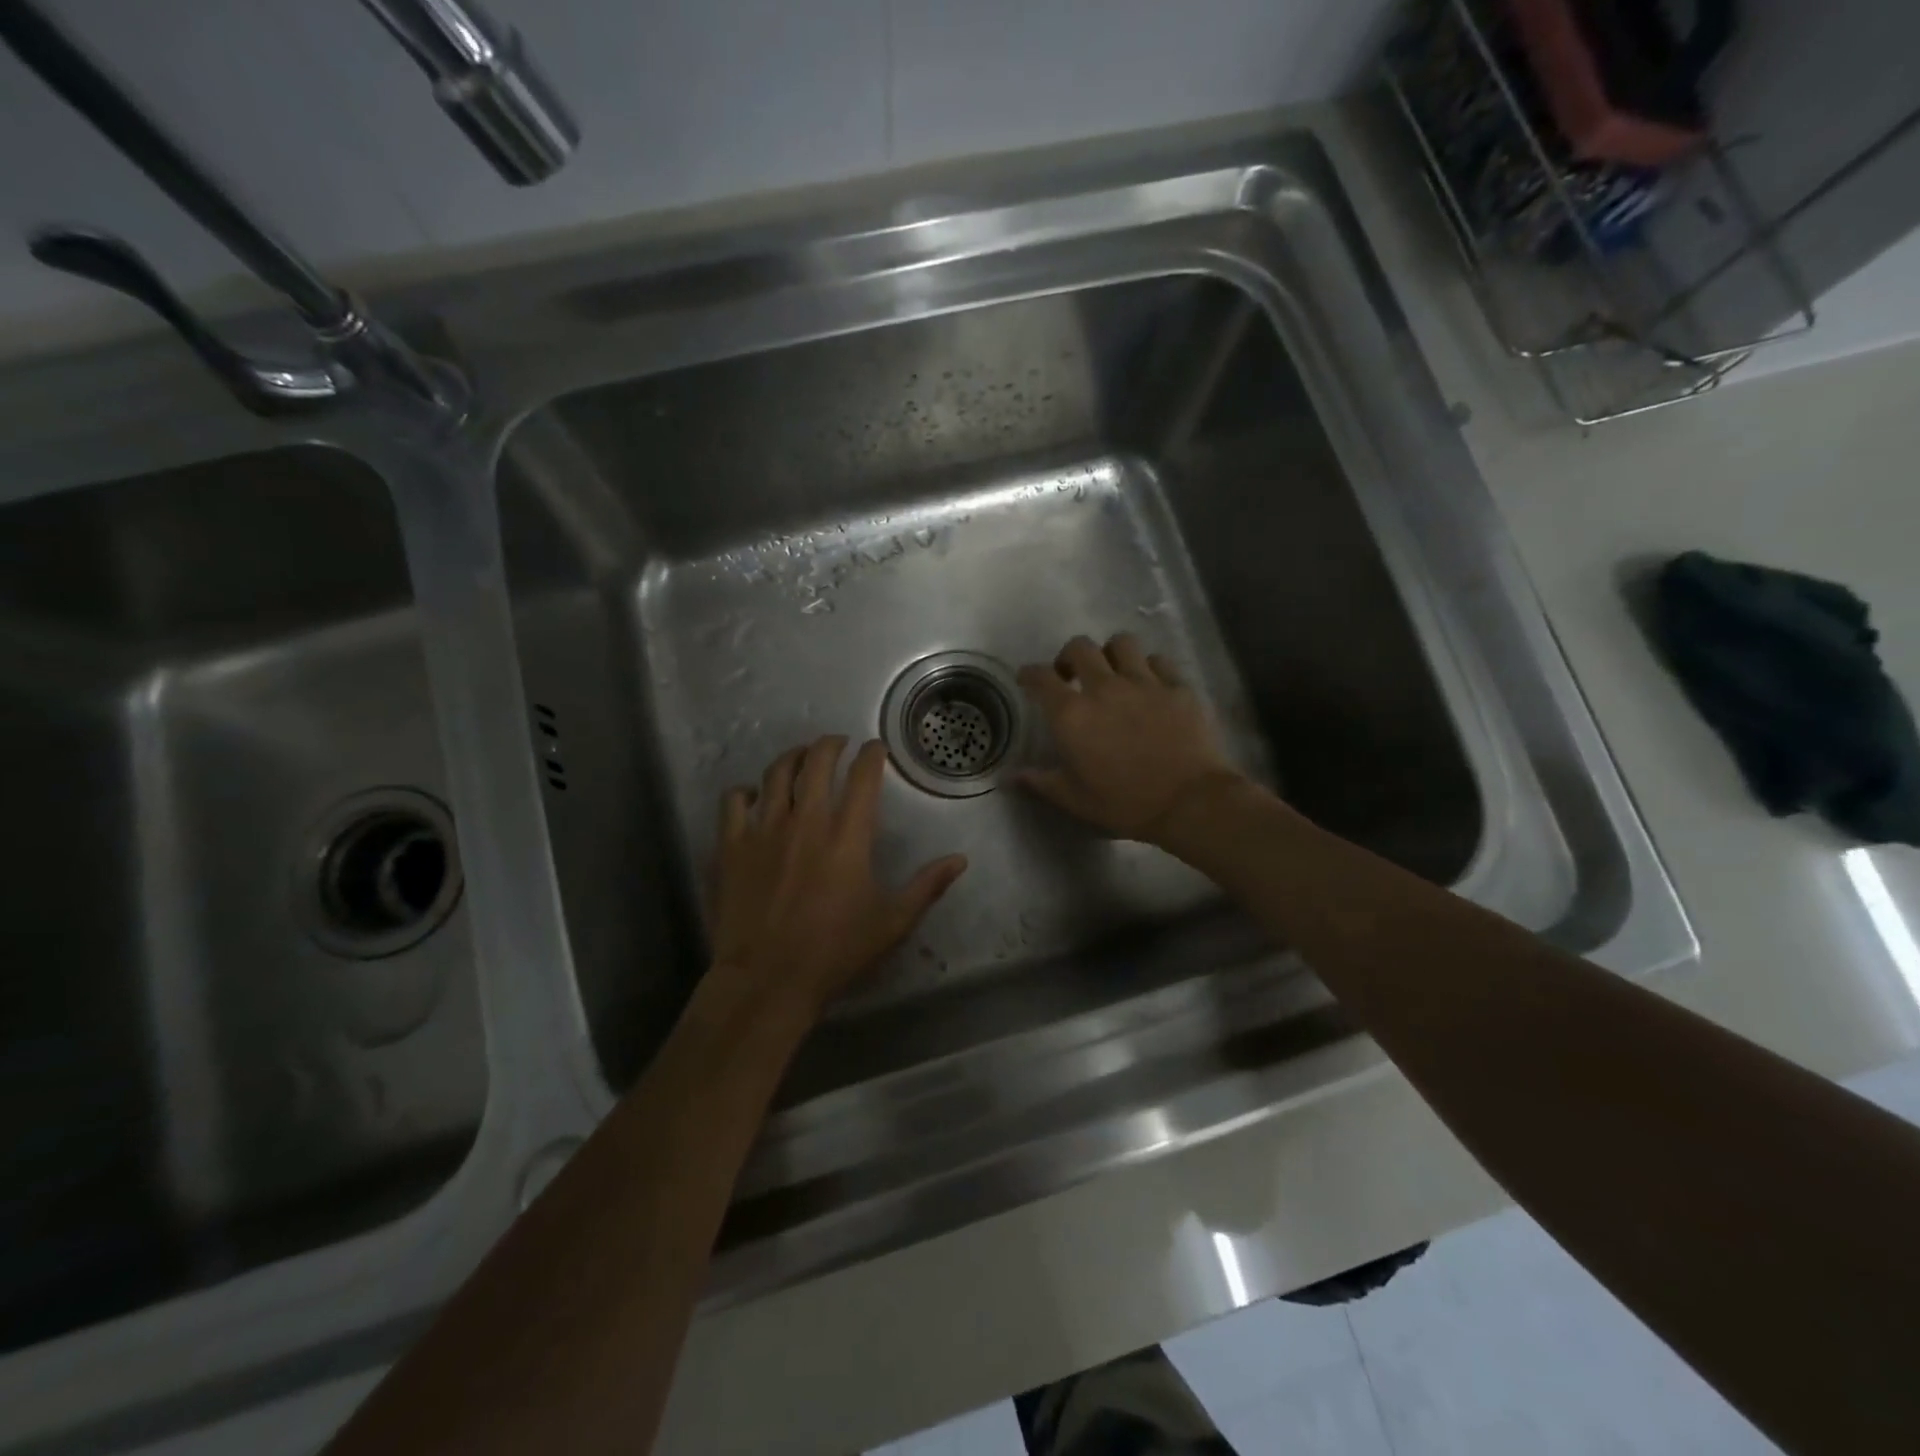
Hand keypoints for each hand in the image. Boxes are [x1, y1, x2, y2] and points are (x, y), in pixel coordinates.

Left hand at [710, 736, 966, 1017]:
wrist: (768, 980)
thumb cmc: (835, 951)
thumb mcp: (893, 922)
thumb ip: (927, 886)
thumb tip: (960, 860)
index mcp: (848, 835)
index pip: (863, 776)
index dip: (872, 755)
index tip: (875, 749)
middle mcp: (806, 820)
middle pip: (817, 761)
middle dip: (831, 744)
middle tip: (838, 744)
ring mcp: (765, 829)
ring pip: (776, 773)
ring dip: (793, 757)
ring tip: (801, 755)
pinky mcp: (732, 846)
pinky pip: (734, 801)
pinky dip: (746, 791)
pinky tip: (754, 796)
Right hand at [1017, 633, 1244, 845]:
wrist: (1189, 802)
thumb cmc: (1125, 803)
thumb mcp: (1075, 799)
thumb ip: (1040, 782)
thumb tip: (1010, 777)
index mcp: (1072, 714)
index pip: (1041, 677)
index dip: (1029, 674)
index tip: (1027, 678)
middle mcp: (1104, 687)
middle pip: (1080, 648)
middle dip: (1069, 656)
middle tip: (1071, 675)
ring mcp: (1145, 682)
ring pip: (1122, 643)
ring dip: (1111, 653)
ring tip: (1114, 672)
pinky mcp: (1178, 686)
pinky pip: (1159, 661)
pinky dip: (1149, 668)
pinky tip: (1151, 684)